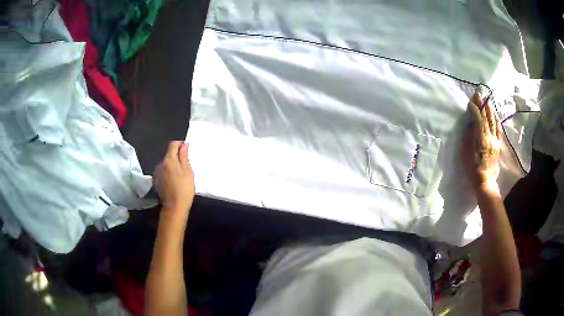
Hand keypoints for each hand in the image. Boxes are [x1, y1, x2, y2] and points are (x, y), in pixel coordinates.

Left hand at [153, 141, 194, 218]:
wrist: (174, 206)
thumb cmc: (184, 188)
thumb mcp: (188, 171)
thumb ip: (184, 156)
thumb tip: (184, 144)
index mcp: (169, 159)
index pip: (173, 144)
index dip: (180, 145)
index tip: (186, 150)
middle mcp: (160, 163)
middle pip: (169, 154)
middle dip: (176, 157)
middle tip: (186, 166)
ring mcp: (157, 172)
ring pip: (165, 163)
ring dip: (172, 165)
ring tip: (180, 175)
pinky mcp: (156, 180)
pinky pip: (163, 171)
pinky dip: (168, 172)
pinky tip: (174, 181)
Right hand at [460, 93, 502, 193]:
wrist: (485, 182)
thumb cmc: (473, 169)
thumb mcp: (466, 154)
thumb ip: (468, 138)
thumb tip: (470, 125)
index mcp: (481, 139)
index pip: (479, 119)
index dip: (475, 108)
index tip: (470, 101)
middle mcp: (490, 137)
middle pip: (487, 117)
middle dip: (482, 104)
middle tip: (478, 94)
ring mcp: (495, 141)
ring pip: (493, 121)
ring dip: (489, 109)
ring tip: (486, 100)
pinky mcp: (498, 144)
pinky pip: (498, 128)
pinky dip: (496, 119)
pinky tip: (495, 113)